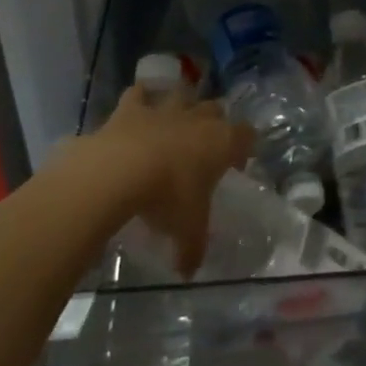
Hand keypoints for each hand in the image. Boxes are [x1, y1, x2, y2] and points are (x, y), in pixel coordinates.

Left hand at [89, 87, 252, 274]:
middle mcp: (198, 118)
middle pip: (216, 109)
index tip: (235, 164)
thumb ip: (191, 249)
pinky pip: (139, 93)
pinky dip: (140, 98)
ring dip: (181, 104)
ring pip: (182, 94)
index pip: (247, 135)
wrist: (118, 171)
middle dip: (215, 122)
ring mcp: (165, 108)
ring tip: (174, 120)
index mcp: (222, 142)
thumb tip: (188, 271)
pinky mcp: (131, 108)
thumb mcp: (186, 231)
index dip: (243, 147)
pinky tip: (137, 107)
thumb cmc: (166, 198)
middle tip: (205, 145)